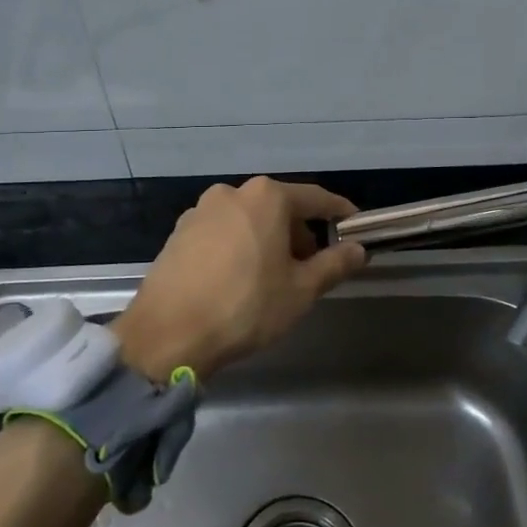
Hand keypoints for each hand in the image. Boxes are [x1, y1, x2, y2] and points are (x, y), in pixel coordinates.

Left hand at [111, 177, 367, 382]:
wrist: (168, 334)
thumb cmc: (246, 306)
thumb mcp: (301, 290)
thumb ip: (334, 264)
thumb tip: (358, 249)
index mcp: (266, 197)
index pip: (315, 198)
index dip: (339, 213)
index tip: (354, 226)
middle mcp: (231, 193)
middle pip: (279, 207)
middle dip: (300, 232)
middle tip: (313, 266)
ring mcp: (200, 211)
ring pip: (248, 220)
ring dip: (268, 240)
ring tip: (275, 277)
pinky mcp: (178, 233)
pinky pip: (222, 233)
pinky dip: (239, 247)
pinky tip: (239, 279)